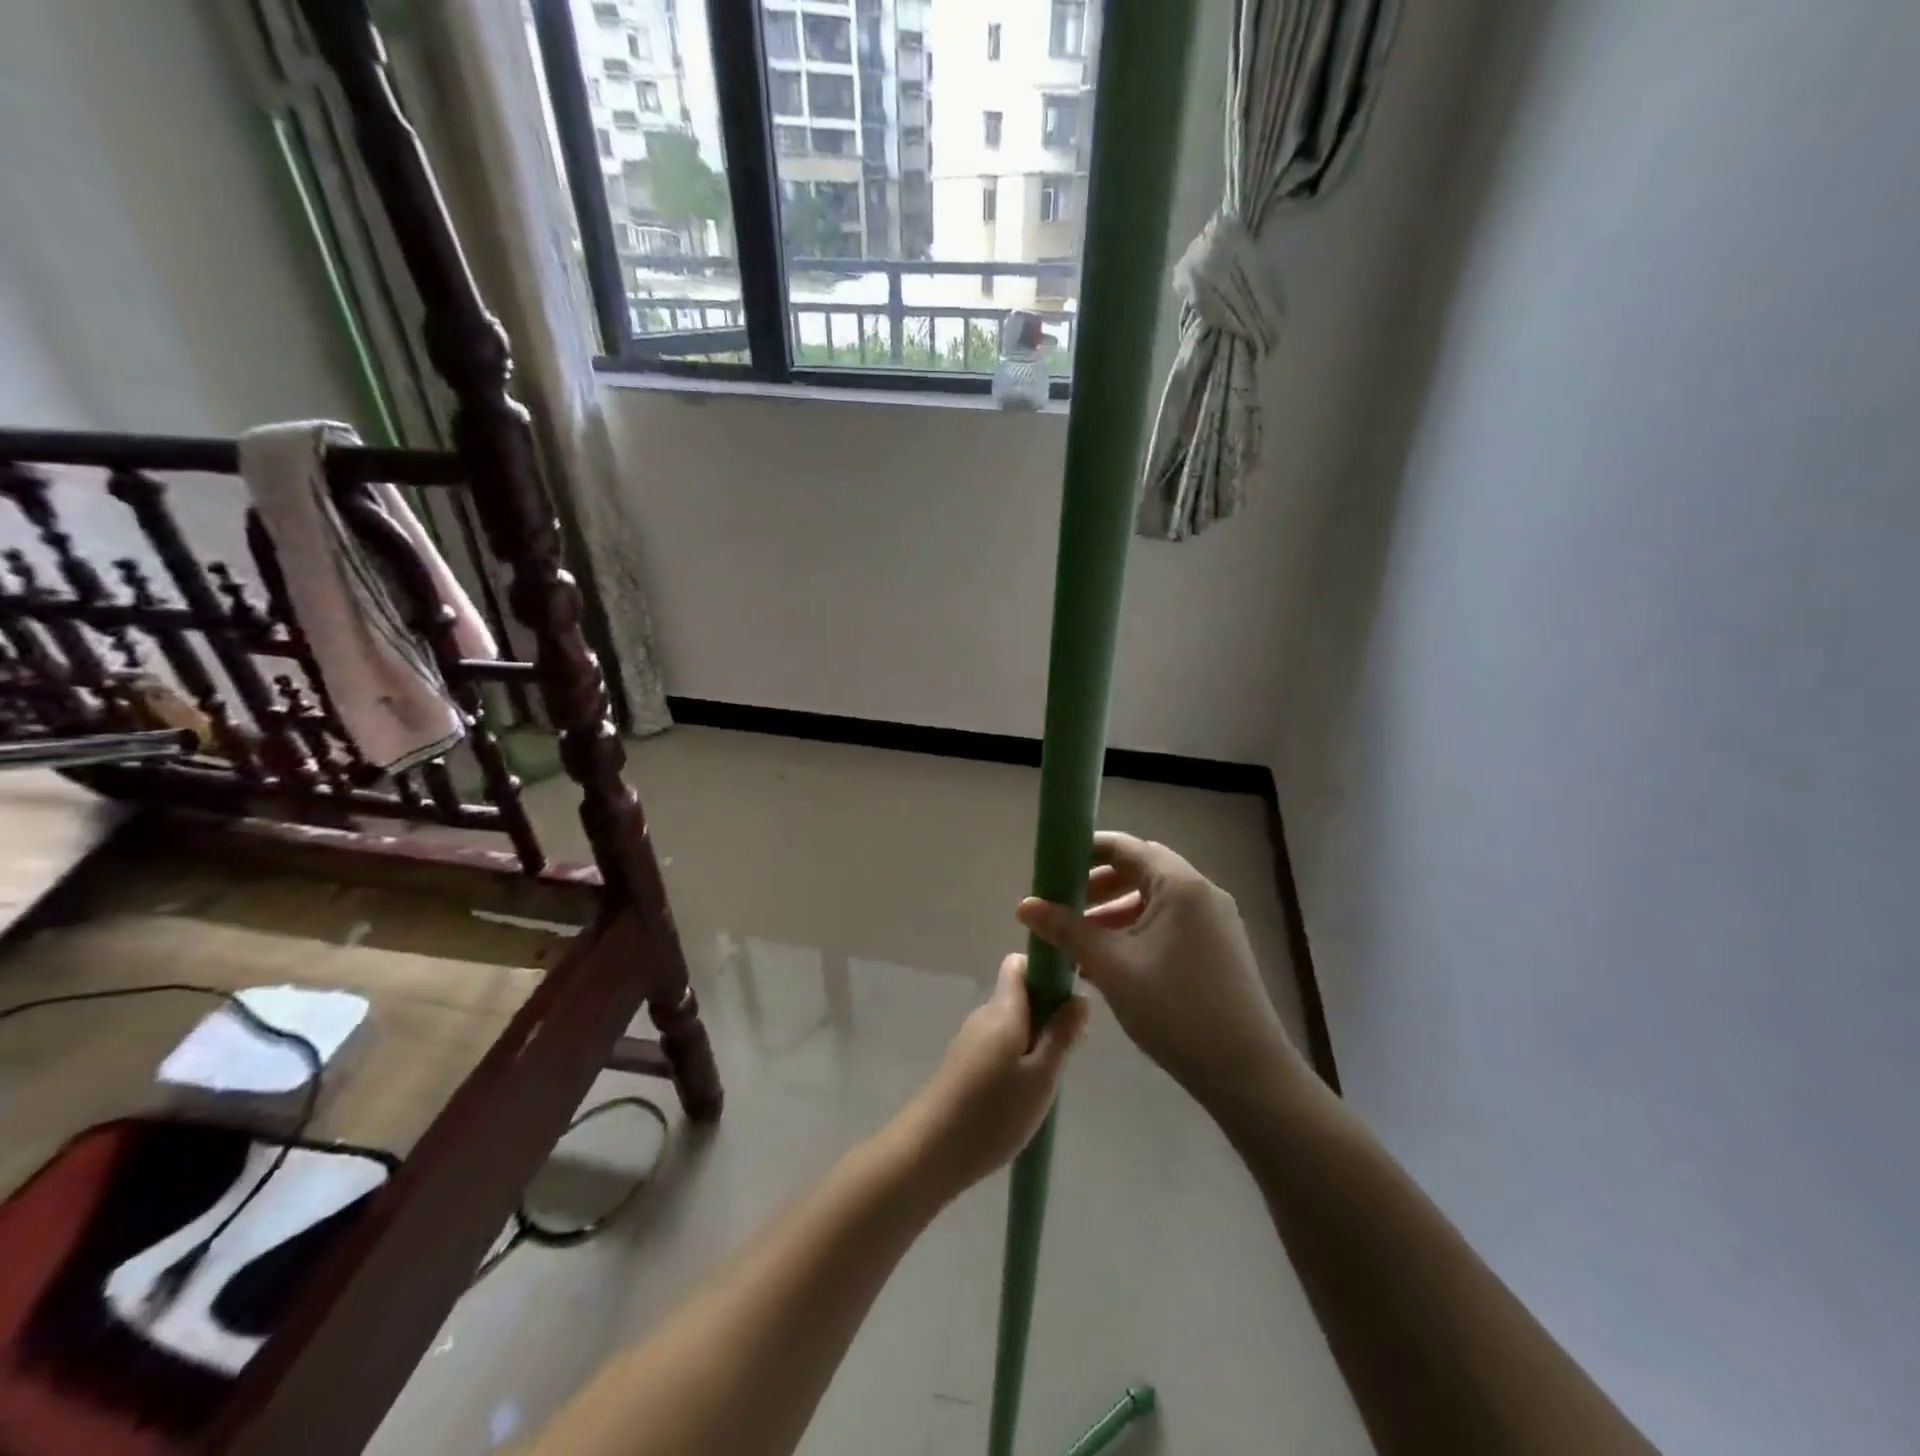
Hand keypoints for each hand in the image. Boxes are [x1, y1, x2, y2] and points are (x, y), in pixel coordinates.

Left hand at [901, 954, 1089, 1198]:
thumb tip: (1080, 997)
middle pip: (1019, 996)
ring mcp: (970, 1040)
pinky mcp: (963, 1064)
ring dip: (1034, 1041)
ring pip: (1011, 1024)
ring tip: (1048, 1081)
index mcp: (1003, 1009)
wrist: (930, 1151)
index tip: (1069, 1003)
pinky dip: (1016, 1059)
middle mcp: (984, 1015)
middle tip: (1069, 1052)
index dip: (1046, 973)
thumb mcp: (1041, 1077)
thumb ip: (1061, 1035)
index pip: (1020, 965)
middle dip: (1048, 1014)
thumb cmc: (993, 1112)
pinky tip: (1023, 1094)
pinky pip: (998, 1045)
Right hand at [1016, 832, 1298, 1108]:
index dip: (1084, 853)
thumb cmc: (1175, 1009)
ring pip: (1154, 900)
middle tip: (1063, 908)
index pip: (1124, 847)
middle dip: (1097, 886)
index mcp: (1179, 884)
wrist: (1247, 1073)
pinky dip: (1137, 931)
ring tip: (1080, 943)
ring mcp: (1215, 921)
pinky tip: (1112, 964)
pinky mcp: (1219, 949)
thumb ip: (1067, 930)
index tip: (1051, 871)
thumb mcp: (1112, 966)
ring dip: (1115, 913)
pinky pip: (1170, 924)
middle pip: (1140, 871)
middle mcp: (1201, 892)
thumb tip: (1024, 905)